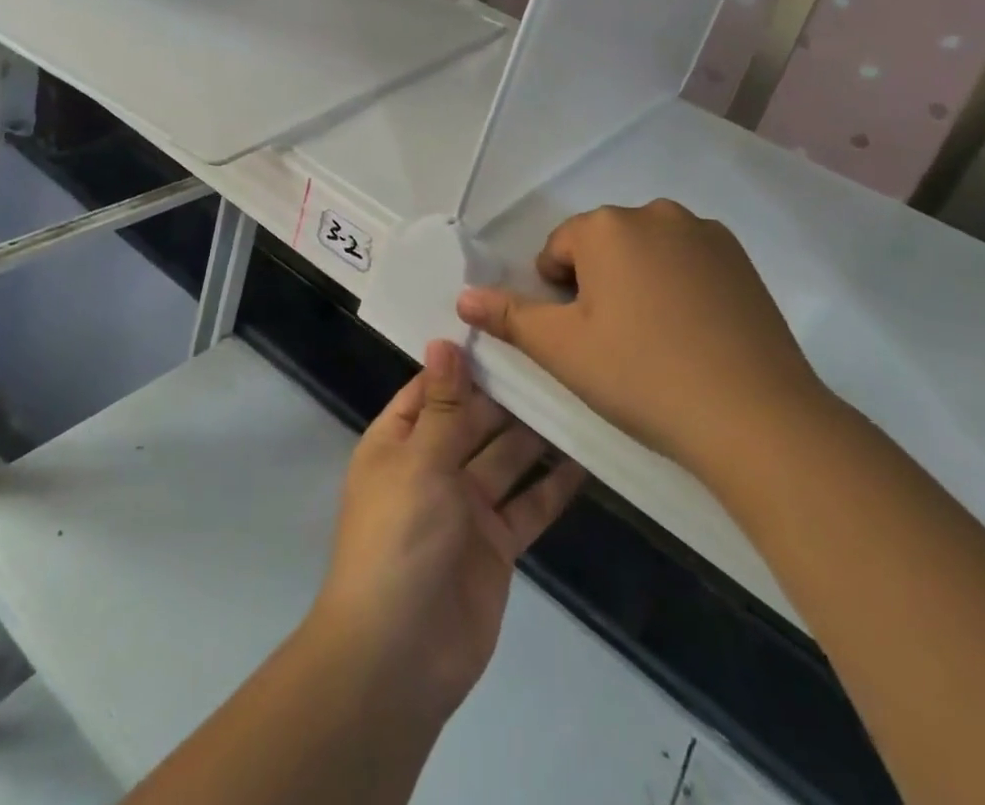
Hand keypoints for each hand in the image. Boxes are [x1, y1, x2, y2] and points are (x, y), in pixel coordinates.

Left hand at [306, 340, 584, 726]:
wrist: (399, 657)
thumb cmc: (399, 539)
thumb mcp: (419, 462)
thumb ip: (442, 405)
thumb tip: (443, 340)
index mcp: (399, 443)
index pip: (432, 389)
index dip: (464, 362)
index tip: (504, 326)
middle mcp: (431, 467)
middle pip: (474, 420)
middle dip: (508, 395)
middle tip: (557, 357)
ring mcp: (466, 507)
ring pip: (506, 458)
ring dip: (535, 434)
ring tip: (577, 396)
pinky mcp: (496, 544)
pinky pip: (528, 505)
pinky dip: (553, 485)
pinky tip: (585, 458)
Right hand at [455, 199, 831, 479]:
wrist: (754, 415)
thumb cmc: (642, 375)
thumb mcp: (562, 349)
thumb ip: (509, 316)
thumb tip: (464, 297)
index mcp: (607, 227)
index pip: (560, 248)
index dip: (559, 293)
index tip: (580, 336)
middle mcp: (655, 213)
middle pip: (604, 244)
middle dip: (598, 283)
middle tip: (614, 342)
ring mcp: (704, 232)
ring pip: (647, 251)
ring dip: (638, 281)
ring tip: (656, 340)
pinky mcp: (741, 258)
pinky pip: (689, 261)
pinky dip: (680, 286)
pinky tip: (693, 334)